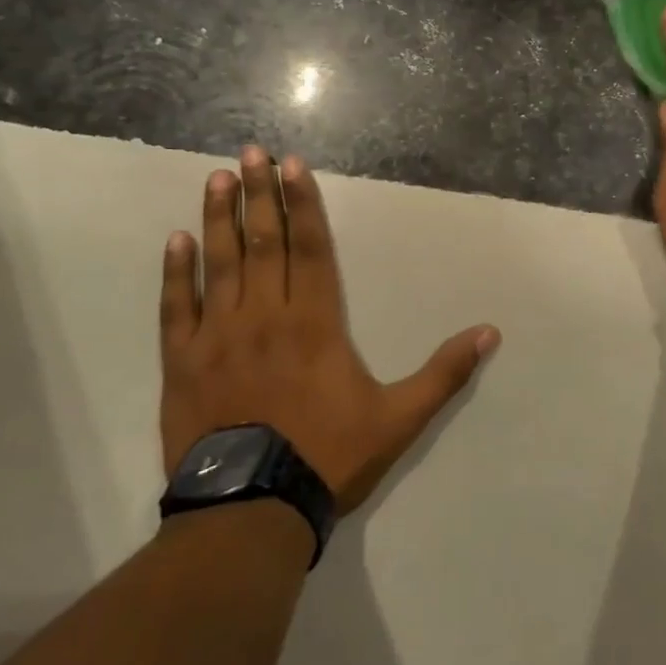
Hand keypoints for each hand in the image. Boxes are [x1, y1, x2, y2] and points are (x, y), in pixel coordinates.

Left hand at [159, 147, 499, 513]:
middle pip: (264, 242)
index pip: (310, 247)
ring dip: (218, 218)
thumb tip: (490, 333)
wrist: (250, 513)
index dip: (303, 203)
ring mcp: (218, 337)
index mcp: (315, 322)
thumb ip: (444, 373)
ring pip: (220, 264)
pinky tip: (175, 240)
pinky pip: (176, 309)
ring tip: (217, 177)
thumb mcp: (399, 418)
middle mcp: (265, 316)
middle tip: (250, 152)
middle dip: (259, 194)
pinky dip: (175, 273)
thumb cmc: (327, 457)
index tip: (292, 165)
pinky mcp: (182, 363)